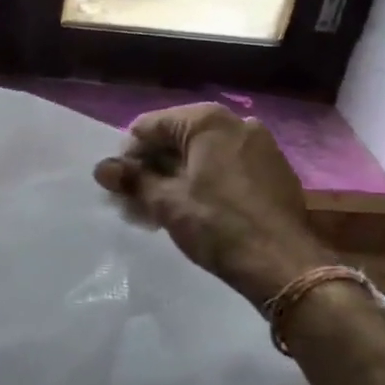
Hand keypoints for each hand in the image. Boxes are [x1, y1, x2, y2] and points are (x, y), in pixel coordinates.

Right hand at [94, 104, 335, 305]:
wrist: (282, 263)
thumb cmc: (217, 225)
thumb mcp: (166, 203)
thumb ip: (132, 179)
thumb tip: (102, 167)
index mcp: (208, 121)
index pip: (150, 125)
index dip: (128, 154)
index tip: (120, 185)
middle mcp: (237, 122)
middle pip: (178, 137)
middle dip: (153, 166)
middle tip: (136, 199)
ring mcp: (261, 145)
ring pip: (203, 154)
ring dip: (177, 175)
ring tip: (161, 208)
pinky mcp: (274, 170)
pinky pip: (228, 166)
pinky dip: (205, 180)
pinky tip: (196, 209)